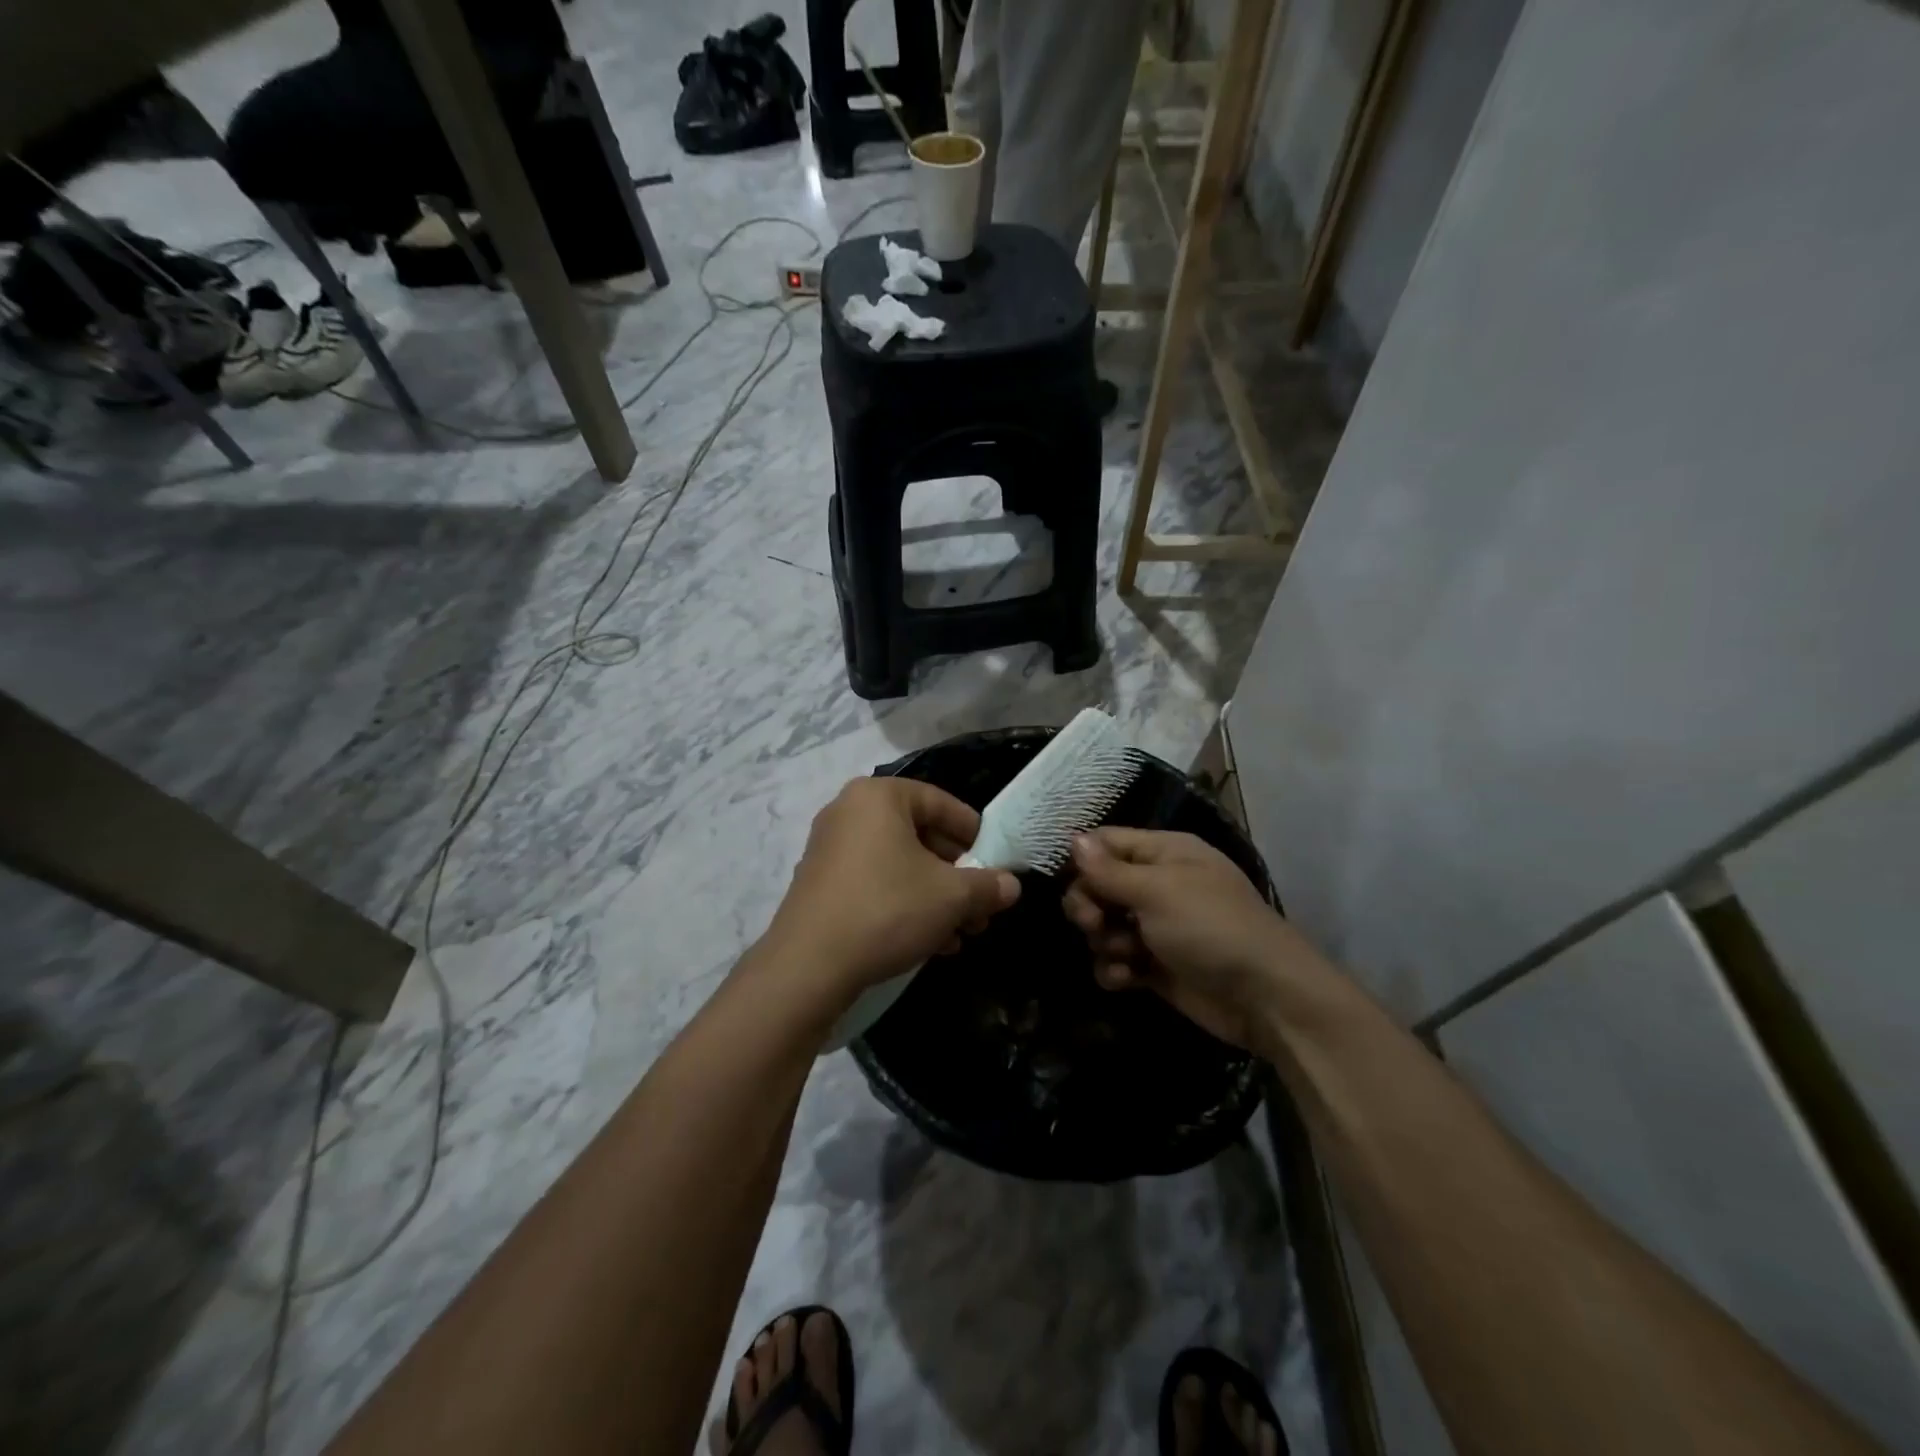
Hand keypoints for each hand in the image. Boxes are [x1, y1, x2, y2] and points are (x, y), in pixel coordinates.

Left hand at [763, 776, 1020, 1005]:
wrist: (808, 966)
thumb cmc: (887, 910)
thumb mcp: (951, 897)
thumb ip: (987, 886)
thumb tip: (1011, 886)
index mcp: (878, 797)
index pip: (940, 802)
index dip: (974, 832)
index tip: (996, 859)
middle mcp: (849, 812)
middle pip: (920, 835)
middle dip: (957, 874)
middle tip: (982, 905)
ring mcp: (829, 849)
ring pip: (899, 865)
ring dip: (936, 896)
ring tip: (963, 932)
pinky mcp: (820, 885)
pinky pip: (875, 883)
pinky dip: (905, 904)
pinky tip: (932, 942)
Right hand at [1062, 828, 1323, 1052]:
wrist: (1264, 997)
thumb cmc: (1210, 927)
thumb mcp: (1157, 890)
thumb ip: (1109, 869)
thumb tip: (1072, 838)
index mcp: (1163, 852)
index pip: (1105, 842)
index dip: (1082, 860)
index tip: (1068, 882)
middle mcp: (1157, 884)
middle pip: (1097, 885)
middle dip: (1087, 905)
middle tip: (1094, 924)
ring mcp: (1155, 927)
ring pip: (1103, 925)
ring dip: (1103, 941)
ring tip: (1124, 955)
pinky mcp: (1155, 966)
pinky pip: (1116, 960)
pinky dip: (1115, 969)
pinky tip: (1126, 979)